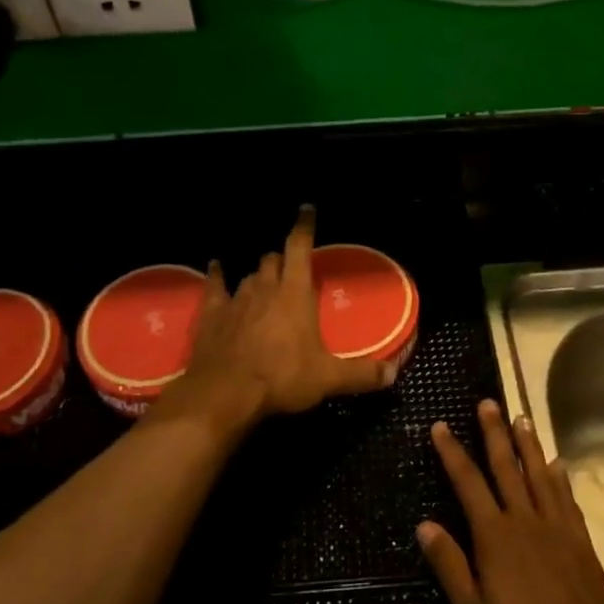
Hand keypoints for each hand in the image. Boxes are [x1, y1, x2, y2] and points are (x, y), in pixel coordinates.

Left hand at [163, 206, 396, 432]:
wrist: (225, 392)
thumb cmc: (282, 378)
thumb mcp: (328, 378)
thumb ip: (361, 373)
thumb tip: (392, 374)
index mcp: (295, 293)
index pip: (300, 247)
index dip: (304, 227)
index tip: (306, 210)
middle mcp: (265, 287)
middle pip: (273, 260)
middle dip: (283, 261)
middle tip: (291, 270)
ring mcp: (235, 298)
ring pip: (249, 275)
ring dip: (258, 276)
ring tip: (264, 281)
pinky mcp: (211, 313)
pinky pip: (214, 286)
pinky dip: (216, 276)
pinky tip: (215, 267)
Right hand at [418, 401, 603, 603]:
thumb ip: (450, 566)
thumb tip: (425, 525)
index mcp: (495, 537)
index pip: (468, 483)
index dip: (452, 453)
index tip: (441, 426)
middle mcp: (526, 521)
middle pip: (507, 468)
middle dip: (494, 433)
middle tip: (487, 403)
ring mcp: (558, 530)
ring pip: (540, 475)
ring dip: (528, 445)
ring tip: (521, 418)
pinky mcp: (582, 543)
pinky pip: (567, 500)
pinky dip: (560, 478)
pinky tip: (557, 465)